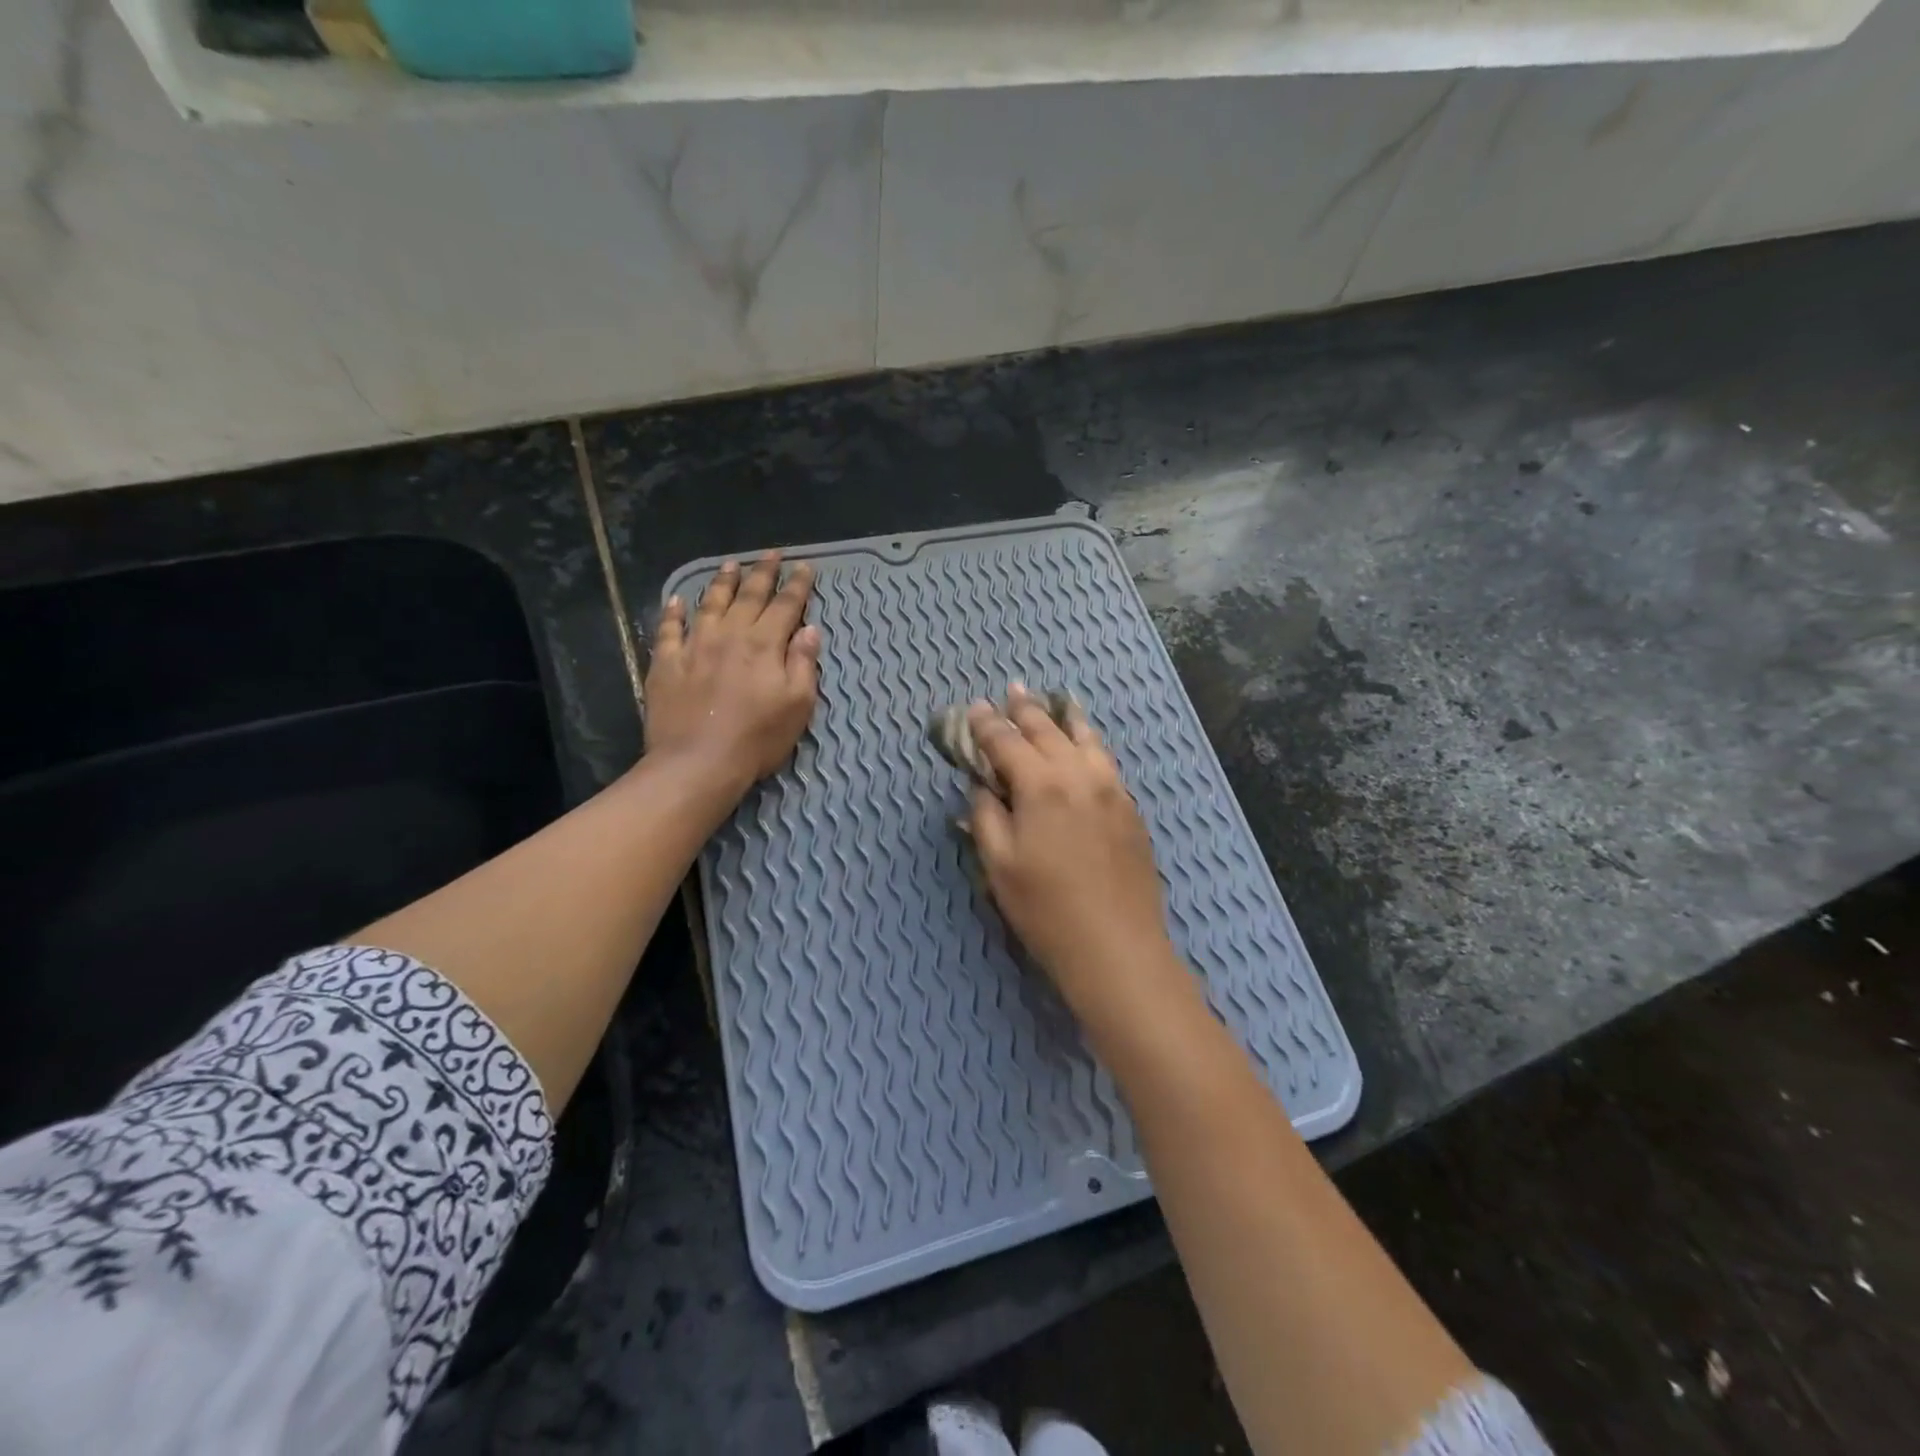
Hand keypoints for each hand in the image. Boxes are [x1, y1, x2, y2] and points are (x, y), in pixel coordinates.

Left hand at [644, 553, 821, 792]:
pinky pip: (669, 629)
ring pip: (710, 604)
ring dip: (722, 582)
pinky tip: (677, 600)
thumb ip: (803, 663)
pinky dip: (674, 611)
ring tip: (730, 565)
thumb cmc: (757, 738)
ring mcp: (694, 646)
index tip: (805, 567)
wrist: (698, 762)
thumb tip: (810, 630)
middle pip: (749, 596)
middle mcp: (729, 635)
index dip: (798, 586)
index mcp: (764, 644)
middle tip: (771, 554)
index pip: (785, 606)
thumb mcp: (798, 705)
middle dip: (763, 573)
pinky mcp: (666, 663)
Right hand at [965, 686, 1183, 1019]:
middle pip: (1048, 732)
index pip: (1007, 743)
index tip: (976, 707)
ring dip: (1066, 718)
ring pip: (1086, 740)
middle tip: (1013, 690)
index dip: (988, 724)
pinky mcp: (1131, 810)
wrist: (1117, 947)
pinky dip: (1092, 744)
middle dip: (1026, 710)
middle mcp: (1079, 776)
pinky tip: (1088, 745)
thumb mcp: (999, 865)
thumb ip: (986, 816)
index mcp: (1041, 786)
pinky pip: (1107, 762)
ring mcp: (1111, 790)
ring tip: (1058, 701)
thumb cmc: (1046, 910)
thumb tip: (983, 785)